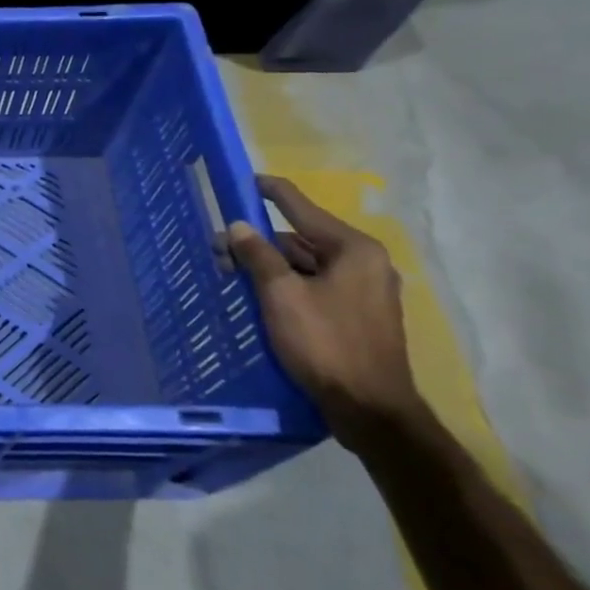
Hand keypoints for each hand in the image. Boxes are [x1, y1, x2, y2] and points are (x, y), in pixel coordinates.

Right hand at [227, 175, 422, 448]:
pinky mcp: (358, 316)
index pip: (302, 208)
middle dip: (259, 242)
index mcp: (353, 250)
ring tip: (231, 277)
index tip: (245, 180)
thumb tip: (238, 226)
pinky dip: (286, 286)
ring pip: (306, 266)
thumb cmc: (325, 344)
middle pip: (301, 240)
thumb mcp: (281, 295)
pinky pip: (315, 287)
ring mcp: (364, 291)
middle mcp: (365, 263)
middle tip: (218, 250)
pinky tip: (258, 297)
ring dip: (269, 268)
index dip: (270, 192)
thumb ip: (258, 256)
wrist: (370, 410)